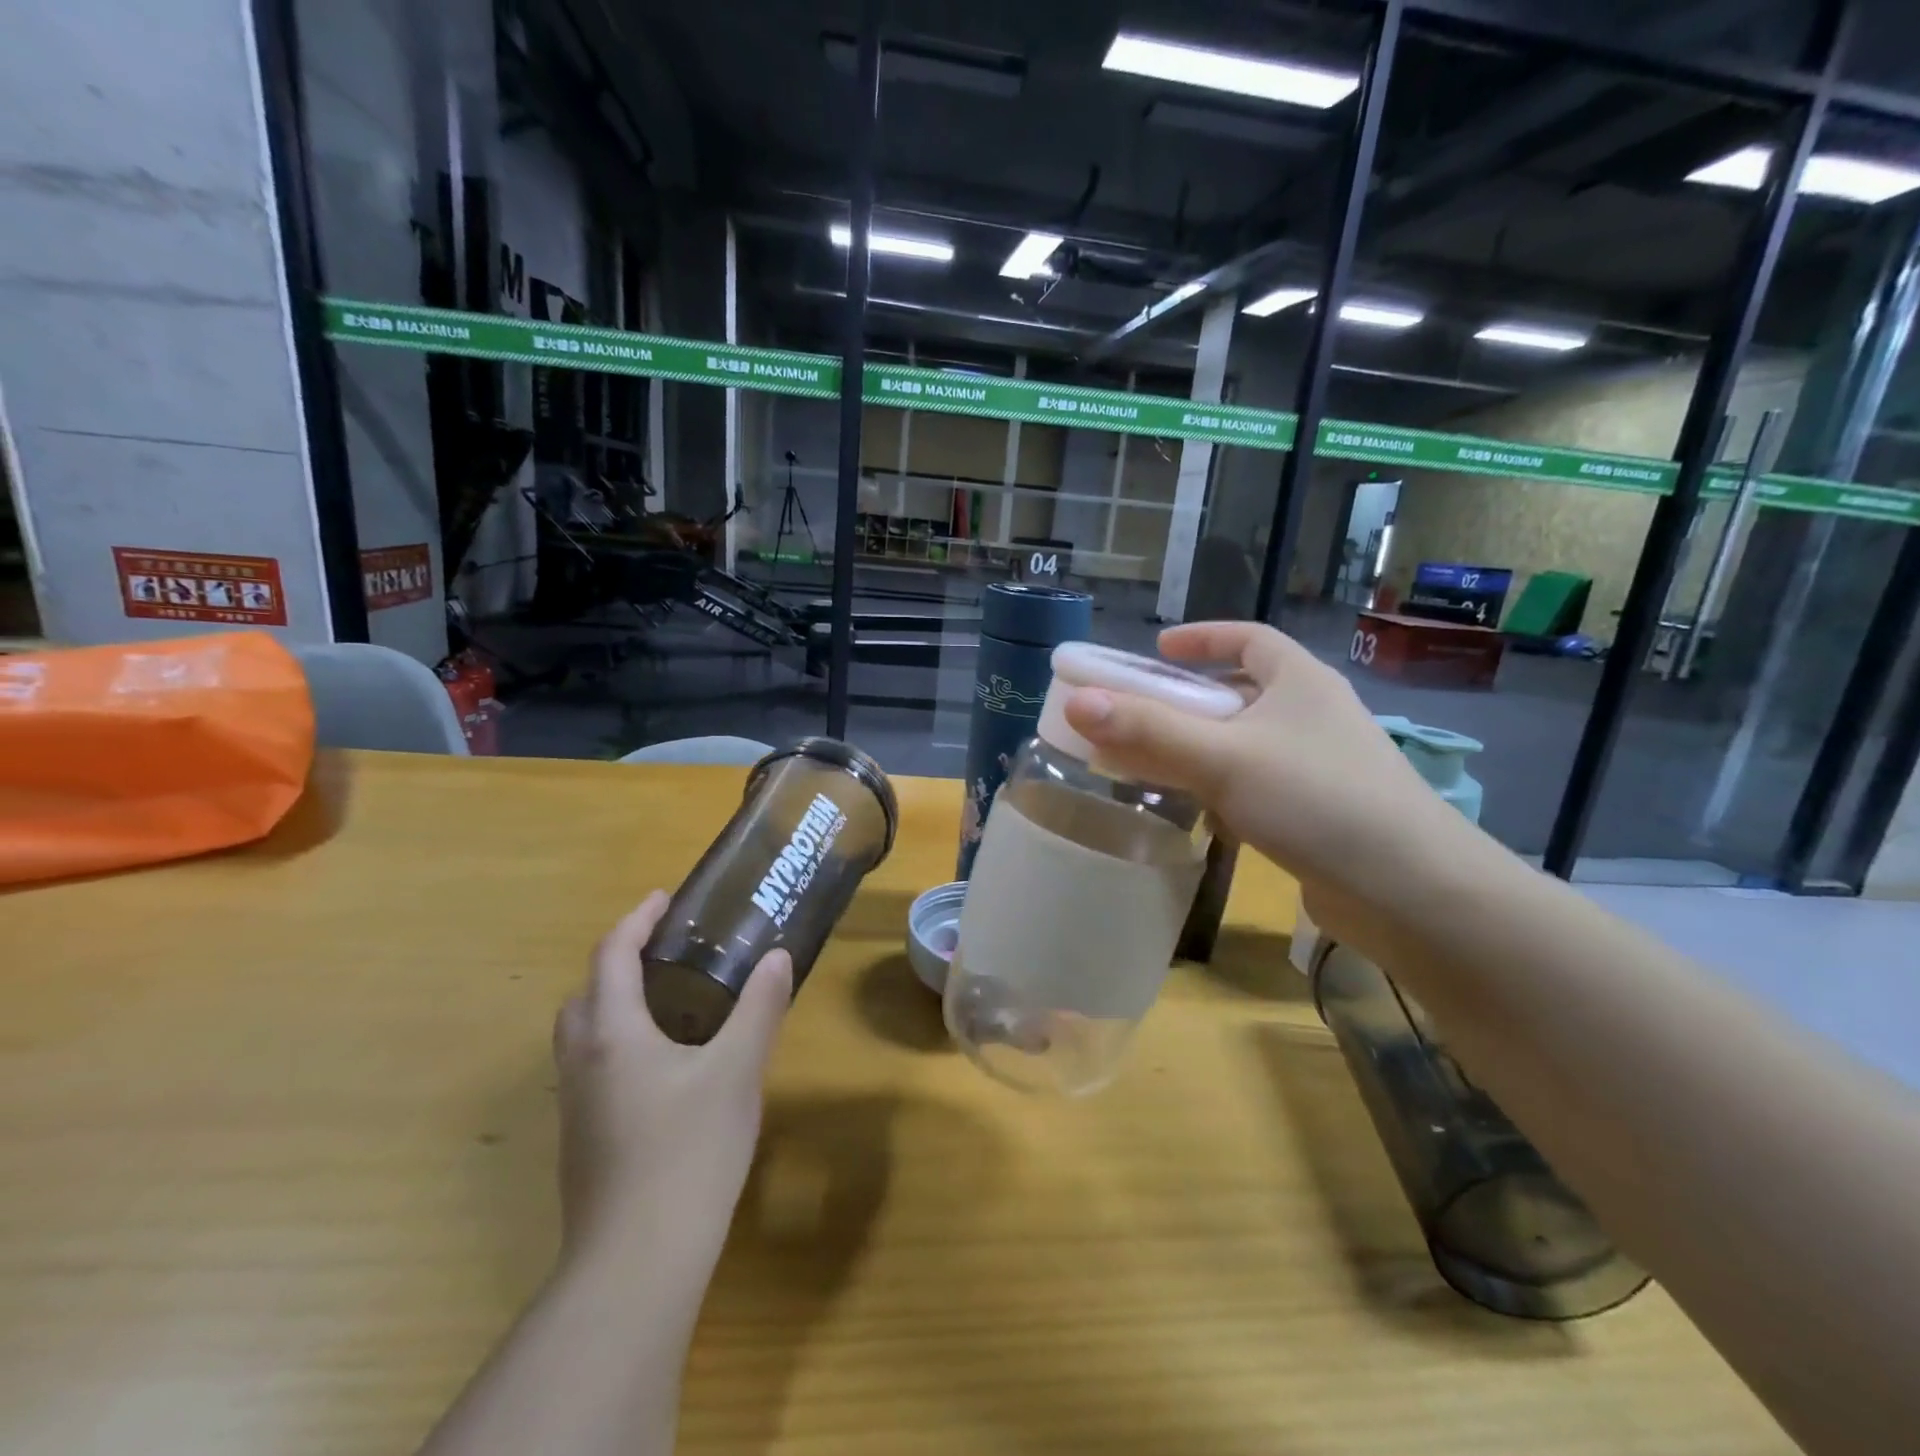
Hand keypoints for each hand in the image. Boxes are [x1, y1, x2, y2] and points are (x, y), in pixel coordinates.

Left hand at [552, 891, 791, 1276]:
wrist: (637, 1262)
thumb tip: (778, 957)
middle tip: (664, 953)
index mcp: (613, 1034)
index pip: (612, 957)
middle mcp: (583, 1063)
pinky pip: (591, 1070)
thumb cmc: (689, 1151)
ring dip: (612, 1004)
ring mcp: (576, 1108)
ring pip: (582, 1036)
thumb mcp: (737, 1071)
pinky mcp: (582, 1144)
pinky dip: (616, 1045)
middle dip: (618, 962)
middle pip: (585, 994)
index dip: (635, 921)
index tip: (663, 899)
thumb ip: (759, 1009)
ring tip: (666, 1004)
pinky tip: (661, 1069)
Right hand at [1062, 622, 1478, 905]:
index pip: (1248, 639)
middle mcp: (1313, 715)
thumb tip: (1077, 702)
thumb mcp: (1223, 758)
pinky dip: (1223, 790)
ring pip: (1246, 744)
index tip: (1156, 651)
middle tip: (1137, 715)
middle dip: (1187, 702)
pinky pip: (1258, 786)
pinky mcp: (1321, 813)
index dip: (1202, 639)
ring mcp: (1321, 766)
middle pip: (1240, 694)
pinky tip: (1200, 816)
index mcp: (1300, 681)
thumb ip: (1149, 731)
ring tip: (1153, 764)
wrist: (1411, 892)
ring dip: (1201, 750)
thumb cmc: (1317, 800)